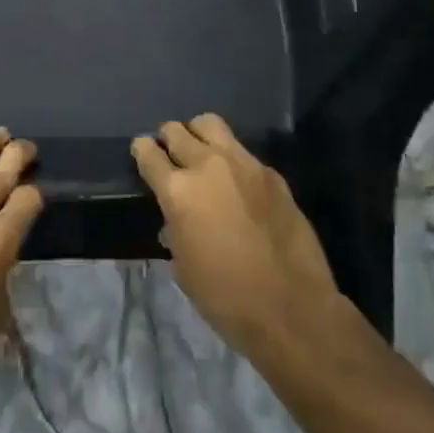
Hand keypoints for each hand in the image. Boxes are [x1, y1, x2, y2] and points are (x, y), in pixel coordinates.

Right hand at [131, 114, 340, 360]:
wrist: (292, 308)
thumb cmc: (226, 297)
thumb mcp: (183, 268)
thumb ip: (174, 231)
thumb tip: (175, 220)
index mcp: (178, 191)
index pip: (148, 153)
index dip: (141, 151)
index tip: (142, 153)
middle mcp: (208, 165)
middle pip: (177, 130)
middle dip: (168, 138)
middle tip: (170, 154)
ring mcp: (243, 164)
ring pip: (210, 124)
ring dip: (198, 134)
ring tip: (200, 153)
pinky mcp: (271, 173)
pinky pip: (242, 152)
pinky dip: (231, 160)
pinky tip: (237, 184)